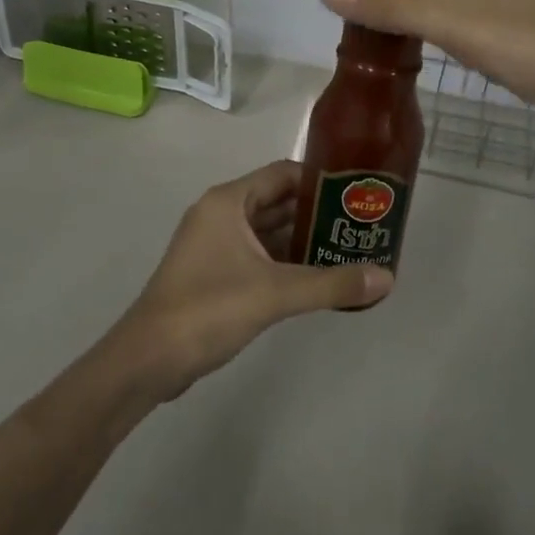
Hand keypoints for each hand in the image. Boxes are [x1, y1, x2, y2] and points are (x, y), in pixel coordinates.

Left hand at [118, 159, 391, 399]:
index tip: (355, 192)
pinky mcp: (211, 272)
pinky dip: (283, 261)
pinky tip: (314, 277)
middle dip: (315, 213)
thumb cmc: (209, 308)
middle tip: (358, 225)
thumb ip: (331, 283)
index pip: (282, 174)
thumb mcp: (275, 293)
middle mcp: (220, 213)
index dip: (319, 180)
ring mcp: (213, 244)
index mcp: (229, 201)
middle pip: (276, 201)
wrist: (148, 360)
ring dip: (301, 239)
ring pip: (266, 231)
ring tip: (345, 249)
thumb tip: (386, 278)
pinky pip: (256, 254)